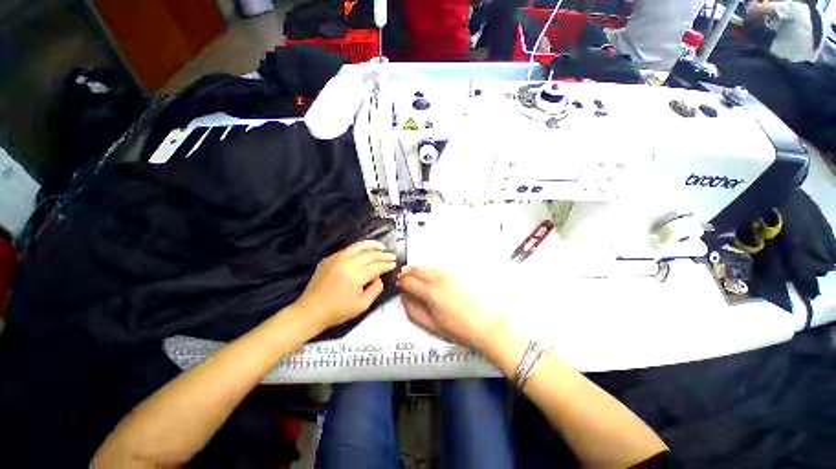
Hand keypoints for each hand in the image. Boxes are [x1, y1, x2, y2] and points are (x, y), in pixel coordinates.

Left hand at [296, 240, 396, 330]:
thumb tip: (378, 277)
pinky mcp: (329, 258)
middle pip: (370, 254)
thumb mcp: (362, 306)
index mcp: (355, 276)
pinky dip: (359, 248)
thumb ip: (375, 289)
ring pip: (358, 246)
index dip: (387, 264)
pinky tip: (364, 251)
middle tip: (392, 256)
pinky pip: (348, 249)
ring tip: (381, 246)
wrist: (310, 311)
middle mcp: (346, 263)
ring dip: (372, 245)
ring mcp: (336, 258)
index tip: (394, 264)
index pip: (376, 266)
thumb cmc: (337, 311)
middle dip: (383, 254)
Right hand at [397, 266, 502, 349]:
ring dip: (416, 270)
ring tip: (413, 277)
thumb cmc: (455, 328)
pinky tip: (427, 278)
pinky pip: (435, 269)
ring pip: (426, 267)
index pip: (408, 281)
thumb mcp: (429, 324)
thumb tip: (404, 296)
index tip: (398, 286)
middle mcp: (437, 279)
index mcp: (430, 292)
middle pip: (416, 269)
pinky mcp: (454, 276)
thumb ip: (412, 309)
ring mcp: (447, 275)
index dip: (400, 283)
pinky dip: (427, 271)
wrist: (481, 324)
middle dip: (406, 273)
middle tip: (402, 279)